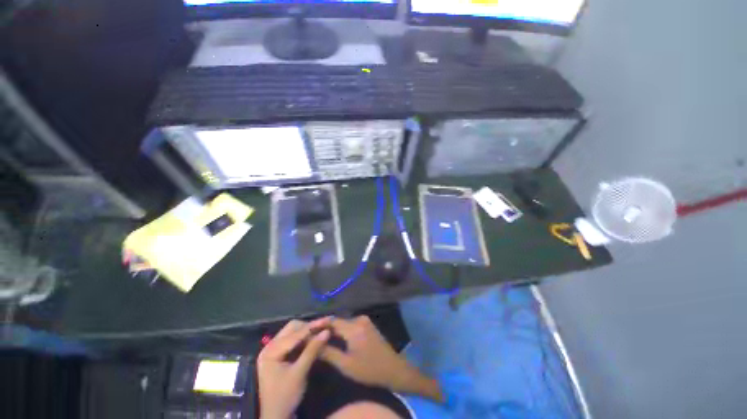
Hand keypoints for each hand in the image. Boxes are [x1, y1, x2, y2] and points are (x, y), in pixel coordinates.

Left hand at [257, 318, 330, 418]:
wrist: (275, 418)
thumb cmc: (285, 397)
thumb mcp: (299, 373)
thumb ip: (312, 350)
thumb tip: (327, 331)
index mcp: (271, 351)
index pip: (295, 333)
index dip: (313, 325)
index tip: (328, 319)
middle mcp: (269, 347)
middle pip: (292, 328)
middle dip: (310, 326)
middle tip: (326, 326)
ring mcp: (273, 350)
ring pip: (293, 332)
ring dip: (307, 331)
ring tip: (322, 330)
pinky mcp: (277, 355)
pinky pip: (292, 340)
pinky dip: (303, 338)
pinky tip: (313, 339)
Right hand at [320, 316, 442, 401]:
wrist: (393, 369)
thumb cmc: (369, 369)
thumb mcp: (346, 365)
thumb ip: (329, 353)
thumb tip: (313, 344)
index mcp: (354, 327)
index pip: (332, 321)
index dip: (319, 324)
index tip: (306, 330)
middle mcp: (359, 319)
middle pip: (338, 321)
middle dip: (325, 328)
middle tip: (312, 336)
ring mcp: (365, 321)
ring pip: (344, 323)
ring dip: (333, 329)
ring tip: (321, 337)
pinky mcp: (368, 324)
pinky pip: (351, 324)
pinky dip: (342, 330)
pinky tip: (336, 338)